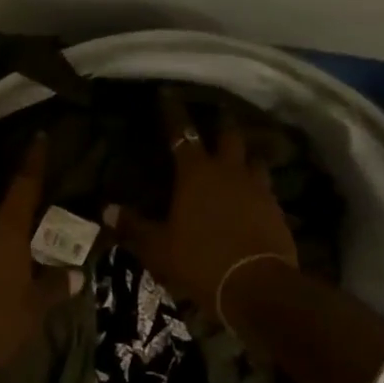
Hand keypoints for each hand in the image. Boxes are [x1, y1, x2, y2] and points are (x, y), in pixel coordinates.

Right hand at [107, 96, 298, 337]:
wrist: (258, 288)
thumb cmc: (201, 261)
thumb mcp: (158, 248)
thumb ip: (133, 226)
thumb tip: (106, 210)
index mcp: (196, 173)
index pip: (182, 133)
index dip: (173, 112)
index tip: (168, 94)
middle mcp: (229, 172)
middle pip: (229, 136)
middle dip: (220, 124)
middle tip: (215, 117)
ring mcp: (258, 189)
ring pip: (254, 160)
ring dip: (244, 157)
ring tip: (238, 159)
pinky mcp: (277, 211)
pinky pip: (266, 189)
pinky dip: (258, 188)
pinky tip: (253, 198)